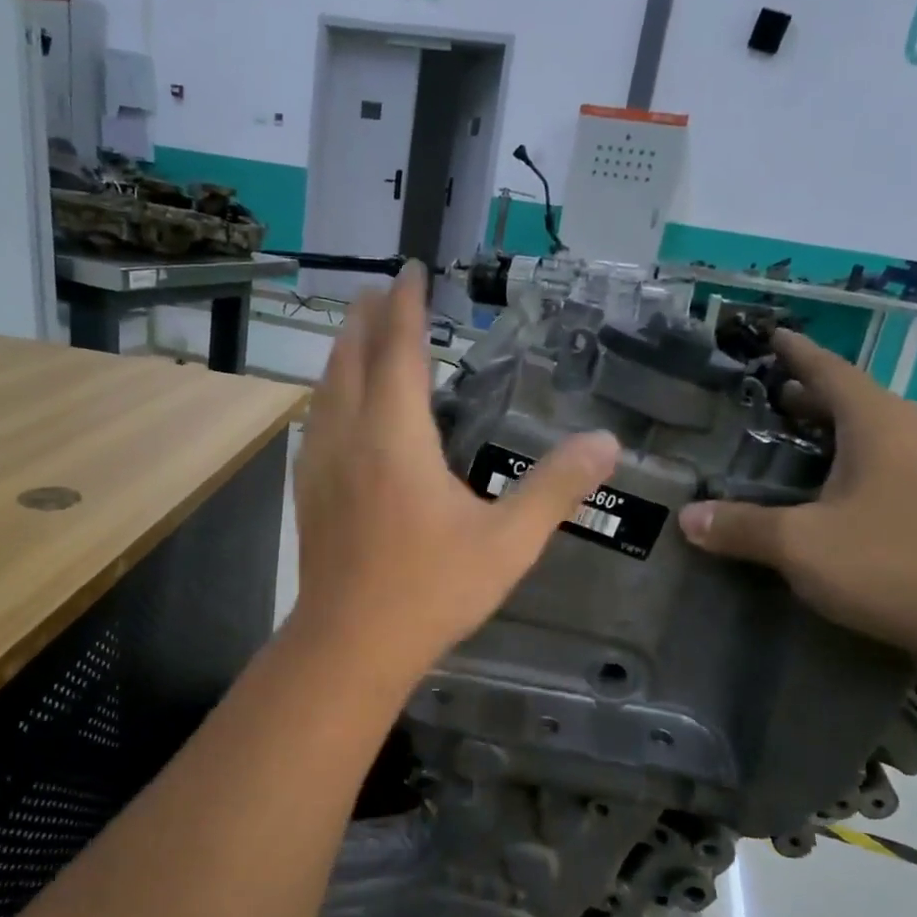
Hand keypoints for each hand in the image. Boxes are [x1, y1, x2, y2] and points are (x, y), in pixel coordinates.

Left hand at [290, 263, 618, 686]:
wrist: (349, 645)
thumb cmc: (430, 591)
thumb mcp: (507, 543)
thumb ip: (555, 489)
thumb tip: (606, 444)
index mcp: (394, 436)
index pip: (398, 350)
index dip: (405, 306)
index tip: (410, 270)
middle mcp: (349, 436)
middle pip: (352, 358)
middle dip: (368, 318)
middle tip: (384, 289)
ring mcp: (321, 463)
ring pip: (327, 387)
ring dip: (345, 351)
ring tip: (360, 333)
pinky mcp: (309, 490)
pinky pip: (318, 420)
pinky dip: (331, 392)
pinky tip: (339, 406)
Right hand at [676, 330, 916, 669]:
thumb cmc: (893, 565)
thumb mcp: (801, 546)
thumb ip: (741, 527)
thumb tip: (687, 517)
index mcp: (880, 425)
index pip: (831, 370)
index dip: (797, 352)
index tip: (771, 335)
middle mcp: (913, 434)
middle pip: (854, 399)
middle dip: (808, 393)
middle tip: (764, 396)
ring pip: (874, 432)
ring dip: (831, 429)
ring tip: (790, 438)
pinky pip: (888, 463)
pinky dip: (852, 460)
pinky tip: (830, 490)